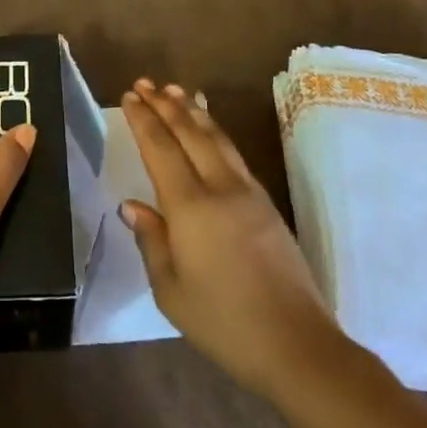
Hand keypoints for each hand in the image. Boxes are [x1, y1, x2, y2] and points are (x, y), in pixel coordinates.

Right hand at [121, 79, 349, 402]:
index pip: (161, 149)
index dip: (143, 120)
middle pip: (189, 133)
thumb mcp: (171, 291)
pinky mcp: (266, 204)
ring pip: (216, 138)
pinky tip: (209, 128)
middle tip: (144, 82)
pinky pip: (233, 153)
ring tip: (175, 90)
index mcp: (191, 208)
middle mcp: (220, 188)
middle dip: (165, 104)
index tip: (129, 97)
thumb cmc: (224, 323)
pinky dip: (215, 131)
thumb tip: (132, 205)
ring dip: (192, 111)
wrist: (297, 345)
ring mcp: (248, 193)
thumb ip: (151, 241)